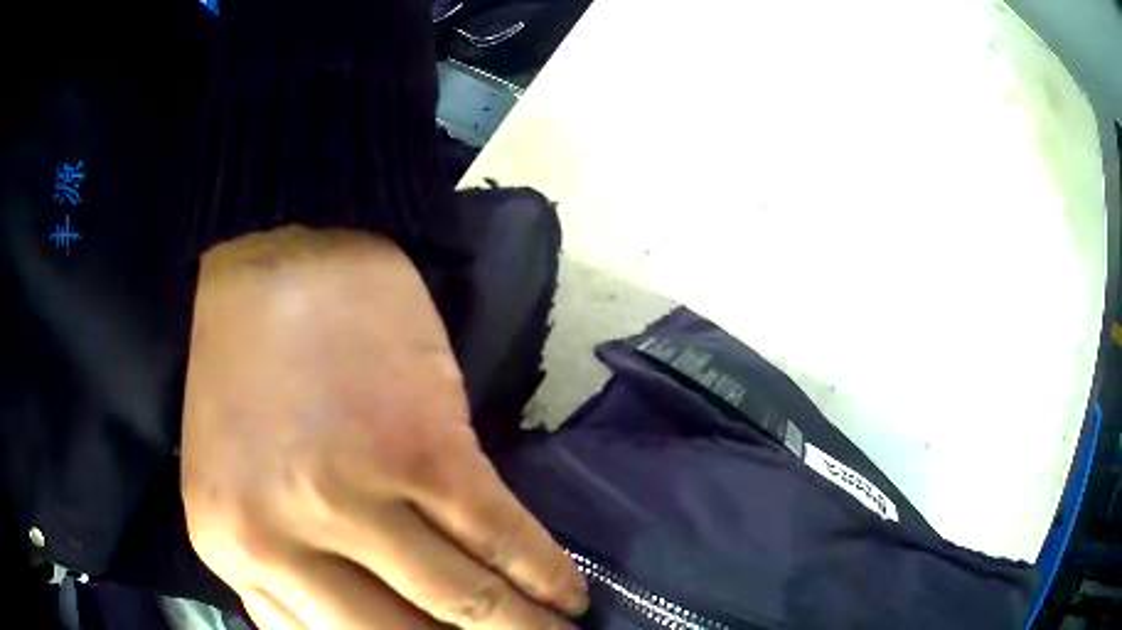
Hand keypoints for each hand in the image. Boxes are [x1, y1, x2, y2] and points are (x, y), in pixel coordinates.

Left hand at [182, 227, 586, 628]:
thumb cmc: (249, 371)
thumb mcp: (233, 492)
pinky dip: (544, 576)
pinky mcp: (423, 452)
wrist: (275, 257)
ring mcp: (352, 497)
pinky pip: (502, 542)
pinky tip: (569, 593)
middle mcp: (282, 541)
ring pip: (463, 606)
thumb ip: (280, 580)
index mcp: (233, 551)